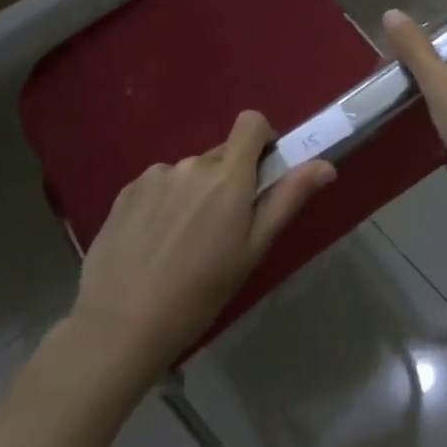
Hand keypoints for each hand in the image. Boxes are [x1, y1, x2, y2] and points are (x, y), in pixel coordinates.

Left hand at [69, 110, 335, 377]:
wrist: (121, 324)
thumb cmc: (199, 293)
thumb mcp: (252, 251)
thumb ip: (287, 200)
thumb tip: (325, 165)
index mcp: (227, 177)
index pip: (251, 122)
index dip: (262, 139)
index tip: (262, 172)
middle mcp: (191, 164)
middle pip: (221, 154)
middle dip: (229, 179)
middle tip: (223, 229)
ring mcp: (155, 175)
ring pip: (189, 173)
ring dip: (195, 193)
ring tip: (183, 244)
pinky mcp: (126, 191)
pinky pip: (158, 185)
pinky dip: (164, 203)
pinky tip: (154, 244)